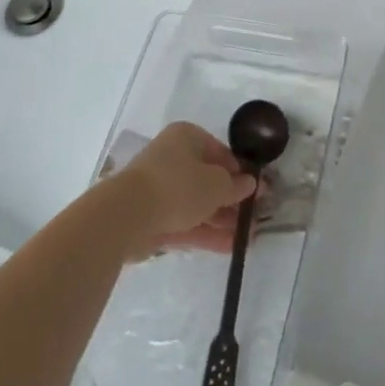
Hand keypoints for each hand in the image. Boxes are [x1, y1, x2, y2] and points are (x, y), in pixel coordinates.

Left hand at [113, 122, 257, 258]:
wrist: (126, 216)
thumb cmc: (178, 185)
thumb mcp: (217, 184)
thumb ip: (236, 186)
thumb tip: (250, 184)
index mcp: (187, 138)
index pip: (220, 153)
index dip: (241, 172)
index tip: (258, 190)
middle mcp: (172, 159)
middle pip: (209, 180)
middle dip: (233, 200)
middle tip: (255, 216)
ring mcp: (160, 190)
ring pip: (198, 204)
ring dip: (223, 220)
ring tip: (248, 237)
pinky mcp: (152, 218)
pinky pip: (185, 223)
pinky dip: (206, 233)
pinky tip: (230, 247)